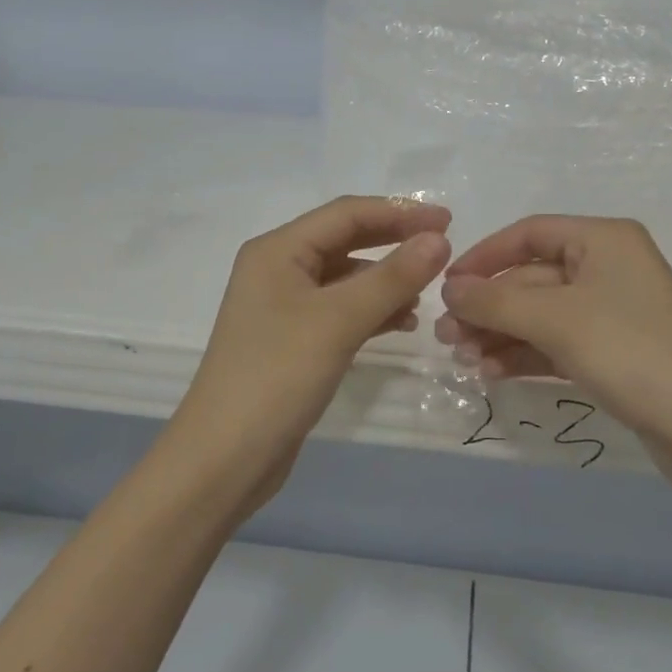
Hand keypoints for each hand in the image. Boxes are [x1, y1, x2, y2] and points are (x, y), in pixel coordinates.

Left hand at [170, 197, 452, 508]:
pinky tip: (403, 322)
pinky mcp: (293, 339)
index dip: (399, 212)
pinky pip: (340, 309)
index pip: (346, 213)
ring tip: (428, 291)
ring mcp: (283, 306)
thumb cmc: (277, 376)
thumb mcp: (339, 320)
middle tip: (443, 247)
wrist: (224, 459)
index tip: (447, 221)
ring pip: (346, 277)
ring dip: (386, 279)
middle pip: (346, 240)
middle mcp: (278, 268)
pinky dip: (372, 310)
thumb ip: (392, 277)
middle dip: (394, 241)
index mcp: (278, 250)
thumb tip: (439, 239)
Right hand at [435, 216, 671, 490]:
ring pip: (540, 315)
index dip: (484, 256)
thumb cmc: (633, 353)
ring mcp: (612, 313)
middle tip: (446, 336)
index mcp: (603, 240)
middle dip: (488, 306)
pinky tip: (491, 373)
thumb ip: (496, 301)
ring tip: (462, 359)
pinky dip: (524, 355)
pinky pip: (557, 344)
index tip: (446, 286)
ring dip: (500, 334)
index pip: (529, 234)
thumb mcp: (557, 320)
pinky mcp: (614, 354)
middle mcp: (608, 267)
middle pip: (531, 278)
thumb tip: (450, 289)